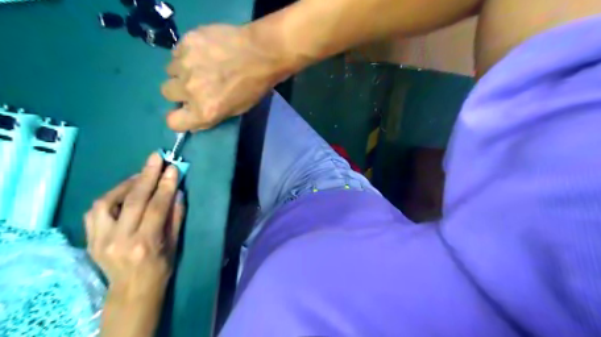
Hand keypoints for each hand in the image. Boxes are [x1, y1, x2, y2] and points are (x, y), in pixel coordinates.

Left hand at [83, 153, 184, 296]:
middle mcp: (119, 240)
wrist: (131, 290)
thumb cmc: (160, 268)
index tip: (173, 168)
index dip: (166, 185)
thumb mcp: (175, 244)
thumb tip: (177, 192)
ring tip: (141, 174)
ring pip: (108, 202)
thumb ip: (176, 217)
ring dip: (126, 183)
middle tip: (155, 158)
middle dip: (146, 176)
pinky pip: (95, 210)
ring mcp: (100, 239)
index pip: (156, 207)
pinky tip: (123, 190)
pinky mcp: (89, 239)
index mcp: (145, 243)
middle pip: (133, 200)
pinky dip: (110, 196)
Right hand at [159, 24, 291, 129]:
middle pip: (167, 92)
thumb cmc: (254, 87)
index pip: (173, 122)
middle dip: (179, 90)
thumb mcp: (236, 110)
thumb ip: (211, 116)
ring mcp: (185, 64)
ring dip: (183, 70)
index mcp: (203, 111)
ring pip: (171, 70)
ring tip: (203, 65)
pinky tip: (205, 51)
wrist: (261, 53)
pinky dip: (187, 53)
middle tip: (196, 84)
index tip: (185, 111)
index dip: (178, 118)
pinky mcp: (186, 42)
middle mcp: (189, 90)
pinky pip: (177, 51)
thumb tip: (195, 119)